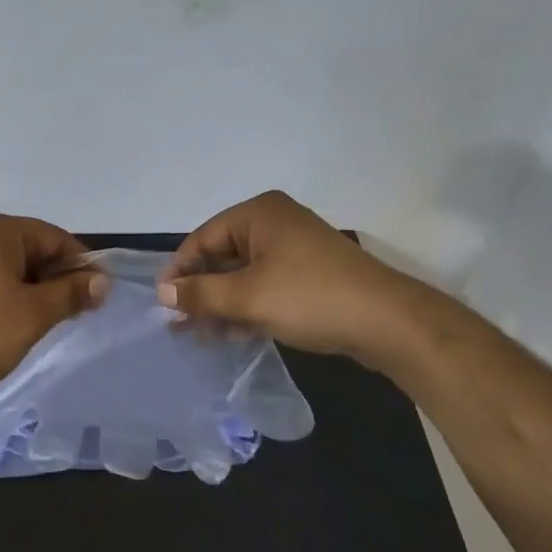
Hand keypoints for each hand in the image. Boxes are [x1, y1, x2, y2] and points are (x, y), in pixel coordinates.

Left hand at [0, 213, 107, 395]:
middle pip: (33, 250)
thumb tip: (103, 281)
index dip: (82, 265)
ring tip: (48, 322)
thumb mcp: (34, 313)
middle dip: (57, 279)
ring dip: (35, 291)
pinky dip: (11, 298)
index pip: (55, 238)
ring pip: (13, 269)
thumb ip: (71, 293)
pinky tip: (16, 324)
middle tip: (77, 312)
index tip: (98, 296)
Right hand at [157, 190, 406, 359]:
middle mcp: (275, 223)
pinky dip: (248, 307)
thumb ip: (200, 294)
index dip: (179, 271)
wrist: (388, 322)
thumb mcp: (247, 297)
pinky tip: (234, 334)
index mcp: (259, 214)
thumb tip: (163, 294)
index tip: (163, 305)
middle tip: (181, 326)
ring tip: (203, 337)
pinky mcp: (310, 274)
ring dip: (222, 304)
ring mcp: (296, 249)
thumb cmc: (310, 298)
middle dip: (201, 292)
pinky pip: (266, 286)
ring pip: (244, 275)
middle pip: (222, 256)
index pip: (202, 238)